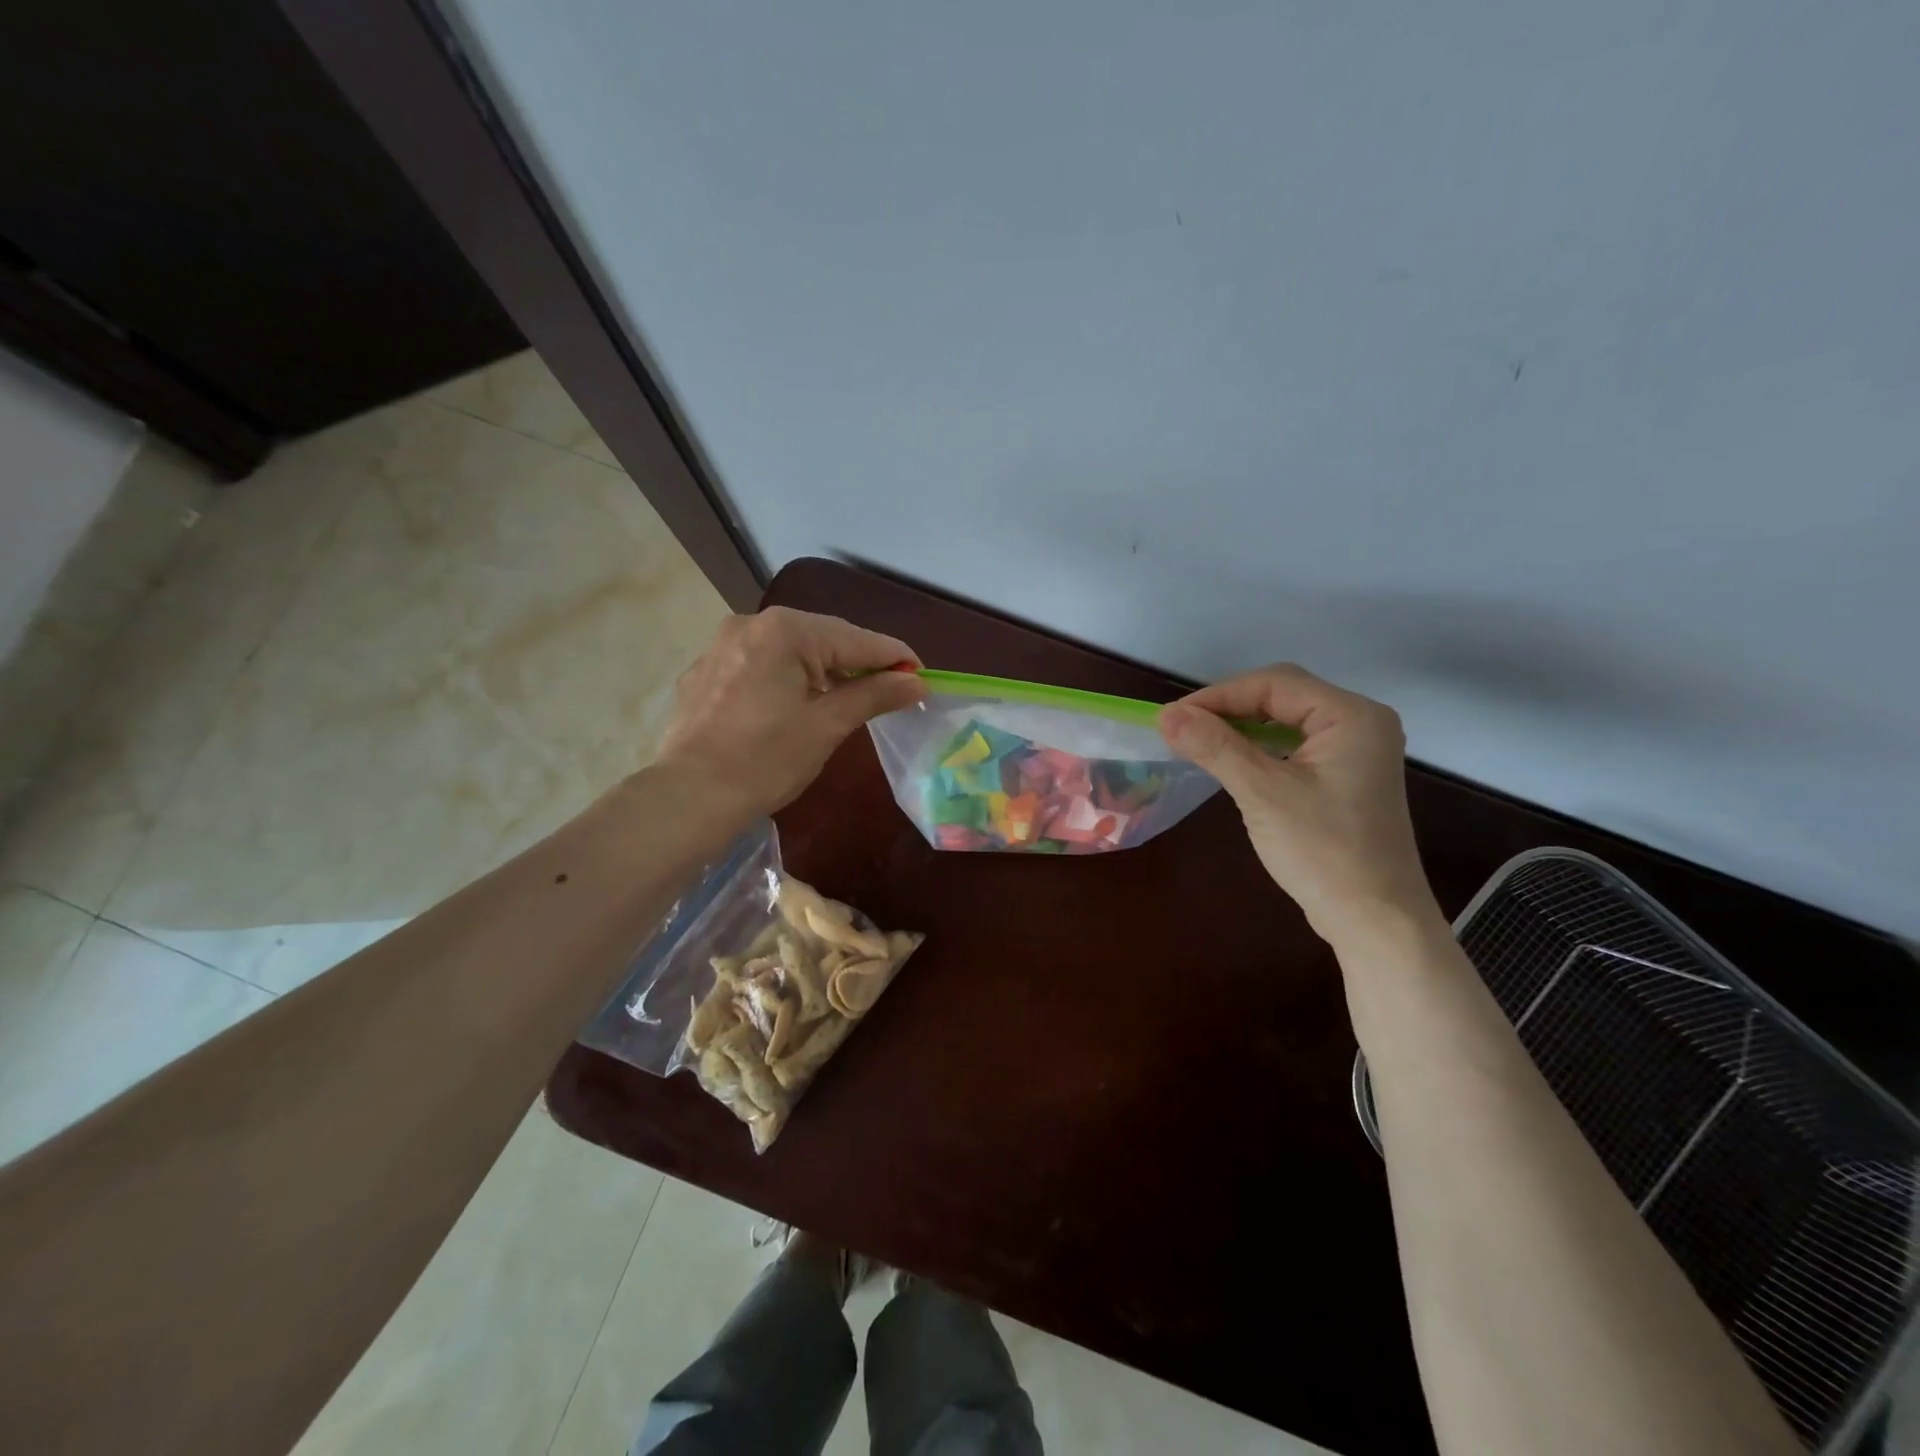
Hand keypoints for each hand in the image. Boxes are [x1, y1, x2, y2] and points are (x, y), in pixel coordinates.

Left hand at [656, 607, 925, 817]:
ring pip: (791, 651)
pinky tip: (797, 704)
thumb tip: (917, 682)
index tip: (923, 677)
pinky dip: (788, 678)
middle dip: (859, 663)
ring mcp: (723, 645)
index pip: (856, 639)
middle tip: (891, 690)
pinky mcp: (706, 671)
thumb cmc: (765, 760)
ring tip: (849, 698)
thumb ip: (874, 695)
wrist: (687, 797)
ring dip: (824, 670)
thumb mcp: (827, 725)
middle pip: (823, 638)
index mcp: (785, 631)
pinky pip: (761, 665)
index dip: (895, 658)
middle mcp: (751, 624)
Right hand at [1158, 664, 1441, 946]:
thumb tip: (1166, 716)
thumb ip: (1215, 747)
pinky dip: (1260, 748)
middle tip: (1183, 729)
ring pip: (1286, 720)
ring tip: (1199, 742)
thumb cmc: (1323, 852)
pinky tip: (1233, 763)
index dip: (1219, 695)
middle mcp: (1360, 722)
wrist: (1375, 920)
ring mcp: (1356, 751)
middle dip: (1230, 708)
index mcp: (1351, 716)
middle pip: (1282, 695)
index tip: (1173, 718)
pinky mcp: (1346, 776)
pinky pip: (1295, 745)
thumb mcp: (1263, 794)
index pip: (1275, 683)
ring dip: (1242, 728)